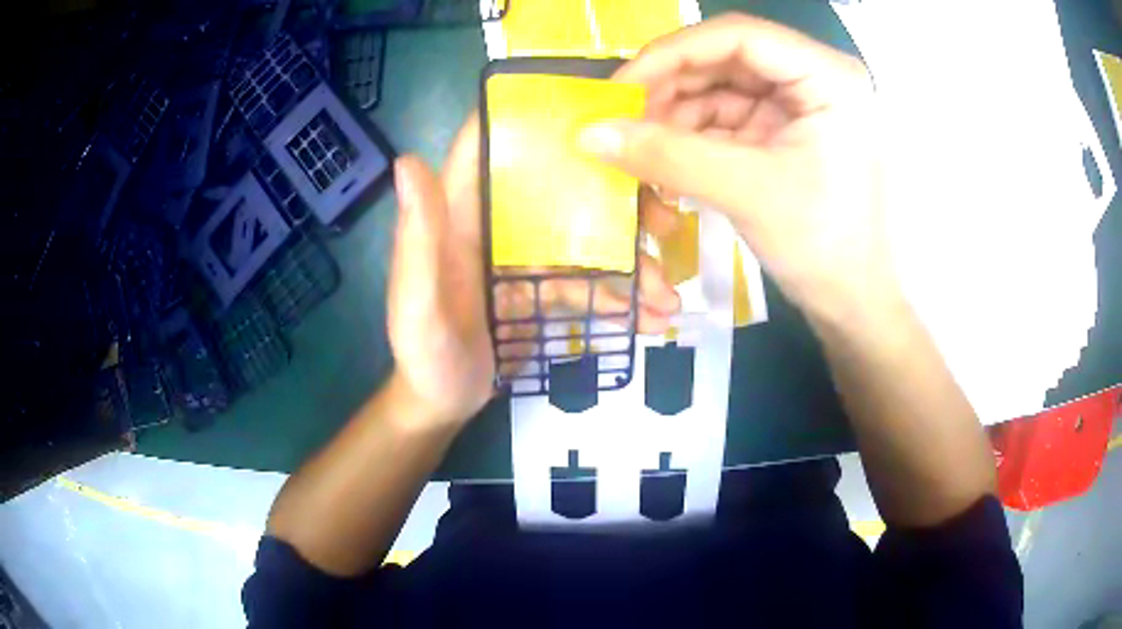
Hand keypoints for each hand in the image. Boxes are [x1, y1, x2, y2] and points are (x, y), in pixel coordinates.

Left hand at [387, 116, 680, 427]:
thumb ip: (416, 237)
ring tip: (666, 296)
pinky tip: (650, 318)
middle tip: (664, 220)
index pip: (489, 144)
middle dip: (615, 198)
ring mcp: (523, 257)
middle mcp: (496, 223)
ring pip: (585, 240)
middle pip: (559, 188)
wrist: (442, 403)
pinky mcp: (542, 289)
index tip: (591, 109)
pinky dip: (620, 299)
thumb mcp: (416, 301)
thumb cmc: (423, 353)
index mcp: (460, 213)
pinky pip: (588, 283)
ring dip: (630, 263)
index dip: (529, 115)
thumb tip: (407, 161)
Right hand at [579, 14, 894, 323]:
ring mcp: (798, 103)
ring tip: (637, 146)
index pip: (739, 36)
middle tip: (620, 119)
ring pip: (719, 87)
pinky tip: (663, 156)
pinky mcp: (783, 130)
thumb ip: (666, 156)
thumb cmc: (822, 246)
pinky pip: (725, 117)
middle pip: (726, 59)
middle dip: (670, 87)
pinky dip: (691, 135)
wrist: (851, 302)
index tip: (622, 87)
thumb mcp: (747, 191)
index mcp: (828, 75)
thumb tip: (588, 133)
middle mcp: (814, 77)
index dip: (674, 53)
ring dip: (675, 114)